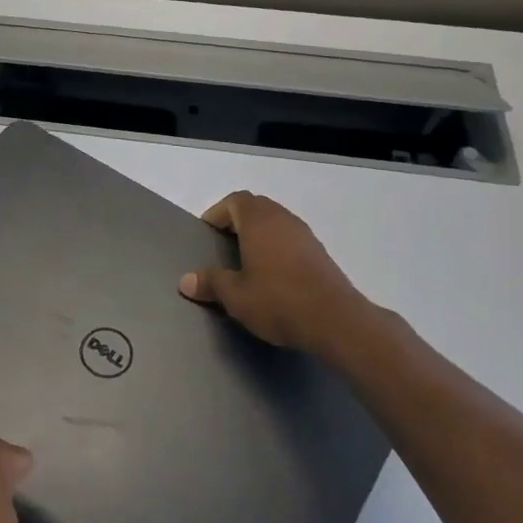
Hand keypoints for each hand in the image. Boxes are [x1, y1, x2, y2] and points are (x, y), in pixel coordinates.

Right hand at [178, 191, 375, 356]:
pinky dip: (277, 249)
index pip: (235, 201)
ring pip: (276, 223)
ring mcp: (306, 235)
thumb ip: (210, 283)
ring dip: (259, 235)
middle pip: (256, 208)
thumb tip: (186, 280)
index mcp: (259, 221)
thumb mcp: (235, 296)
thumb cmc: (278, 301)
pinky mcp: (321, 254)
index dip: (217, 213)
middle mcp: (283, 219)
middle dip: (237, 222)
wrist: (337, 321)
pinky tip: (272, 277)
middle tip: (222, 246)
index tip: (206, 235)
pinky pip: (291, 240)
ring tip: (245, 262)